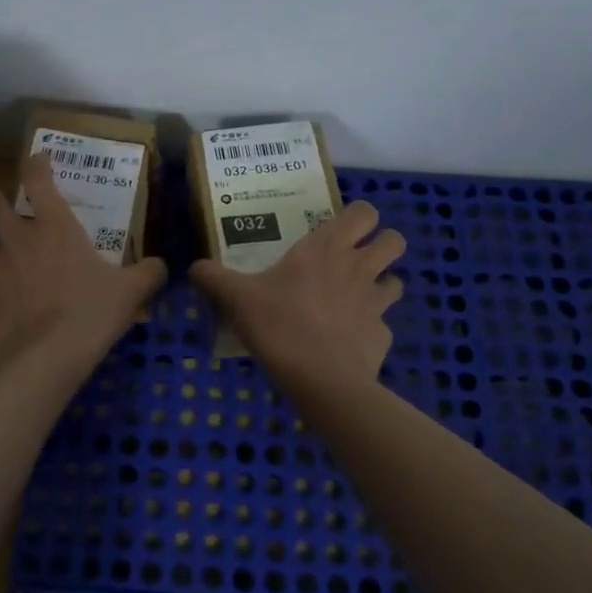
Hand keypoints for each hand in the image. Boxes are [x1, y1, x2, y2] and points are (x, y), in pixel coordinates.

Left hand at [0, 152, 167, 360]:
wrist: (45, 357)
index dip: (36, 164)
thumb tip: (161, 266)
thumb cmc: (90, 311)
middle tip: (4, 201)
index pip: (38, 180)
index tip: (38, 158)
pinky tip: (7, 296)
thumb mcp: (131, 291)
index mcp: (55, 227)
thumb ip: (148, 273)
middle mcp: (20, 240)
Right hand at [190, 200, 403, 392]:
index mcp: (327, 248)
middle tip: (356, 257)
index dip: (359, 216)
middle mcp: (358, 268)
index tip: (339, 229)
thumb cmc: (280, 326)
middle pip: (394, 240)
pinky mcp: (382, 336)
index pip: (364, 212)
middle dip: (383, 243)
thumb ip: (213, 279)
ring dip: (382, 283)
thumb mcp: (236, 299)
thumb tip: (194, 268)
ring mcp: (376, 303)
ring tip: (356, 297)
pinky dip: (370, 329)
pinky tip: (348, 340)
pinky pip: (383, 325)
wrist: (322, 381)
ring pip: (397, 280)